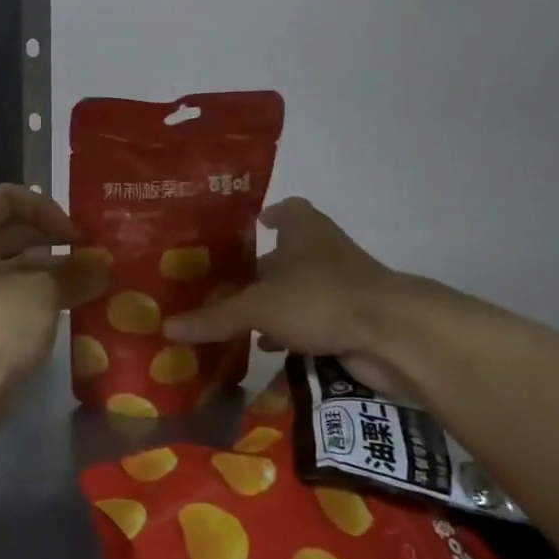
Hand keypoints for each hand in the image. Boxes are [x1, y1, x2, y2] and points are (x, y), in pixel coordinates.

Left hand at [0, 186, 108, 425]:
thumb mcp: (43, 292)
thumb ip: (75, 272)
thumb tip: (103, 268)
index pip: (9, 198)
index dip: (48, 210)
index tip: (77, 237)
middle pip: (10, 229)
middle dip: (54, 240)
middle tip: (91, 255)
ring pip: (12, 263)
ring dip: (51, 268)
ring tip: (90, 280)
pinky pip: (8, 291)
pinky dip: (38, 292)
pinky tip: (72, 303)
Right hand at [163, 198, 416, 393]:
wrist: (391, 334)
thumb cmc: (320, 298)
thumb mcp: (259, 306)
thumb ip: (215, 317)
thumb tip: (166, 327)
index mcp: (305, 230)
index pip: (288, 209)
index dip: (271, 215)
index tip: (250, 226)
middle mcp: (324, 251)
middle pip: (288, 255)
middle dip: (260, 271)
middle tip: (222, 285)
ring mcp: (342, 285)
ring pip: (300, 291)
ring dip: (276, 304)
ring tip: (237, 320)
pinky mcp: (352, 318)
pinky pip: (314, 321)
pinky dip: (293, 332)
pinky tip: (270, 348)